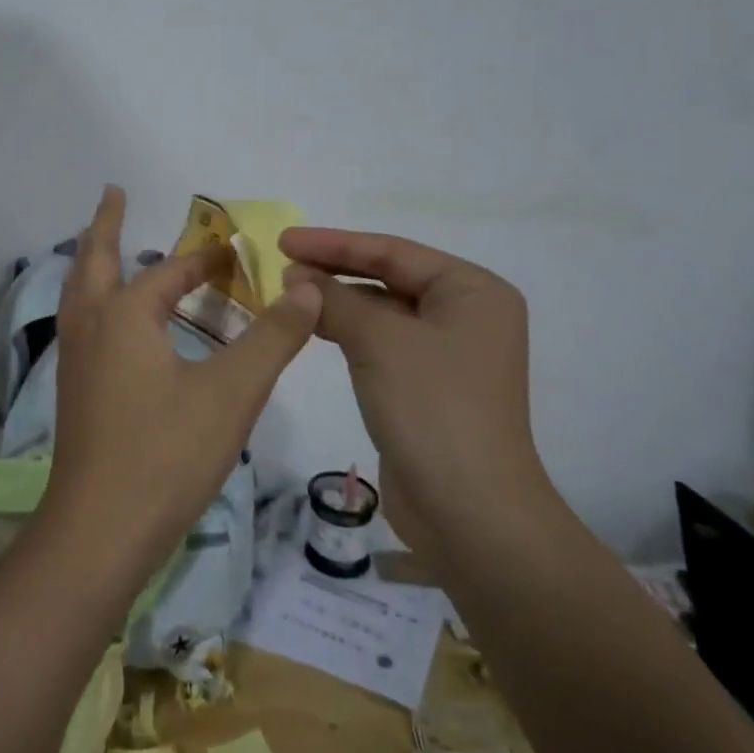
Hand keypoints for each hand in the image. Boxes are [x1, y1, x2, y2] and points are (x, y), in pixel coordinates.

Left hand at [43, 186, 321, 578]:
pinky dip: (95, 301)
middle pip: (94, 260)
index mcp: (125, 316)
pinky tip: (113, 324)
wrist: (100, 532)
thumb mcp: (232, 393)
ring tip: (105, 246)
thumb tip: (309, 291)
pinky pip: (83, 324)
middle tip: (113, 193)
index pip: (169, 272)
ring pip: (80, 293)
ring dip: (94, 261)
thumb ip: (273, 338)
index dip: (203, 260)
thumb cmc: (166, 454)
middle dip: (106, 225)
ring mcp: (75, 361)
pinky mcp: (74, 393)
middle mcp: (92, 328)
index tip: (232, 252)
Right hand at [279, 228, 542, 516]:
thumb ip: (334, 299)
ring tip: (288, 295)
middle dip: (334, 271)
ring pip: (382, 311)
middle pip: (388, 277)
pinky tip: (314, 328)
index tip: (282, 240)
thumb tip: (295, 275)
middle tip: (280, 265)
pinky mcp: (428, 385)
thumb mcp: (378, 341)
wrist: (469, 513)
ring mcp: (448, 352)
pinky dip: (348, 331)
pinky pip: (382, 342)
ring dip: (338, 302)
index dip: (334, 243)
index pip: (392, 252)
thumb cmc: (432, 408)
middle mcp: (467, 314)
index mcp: (472, 291)